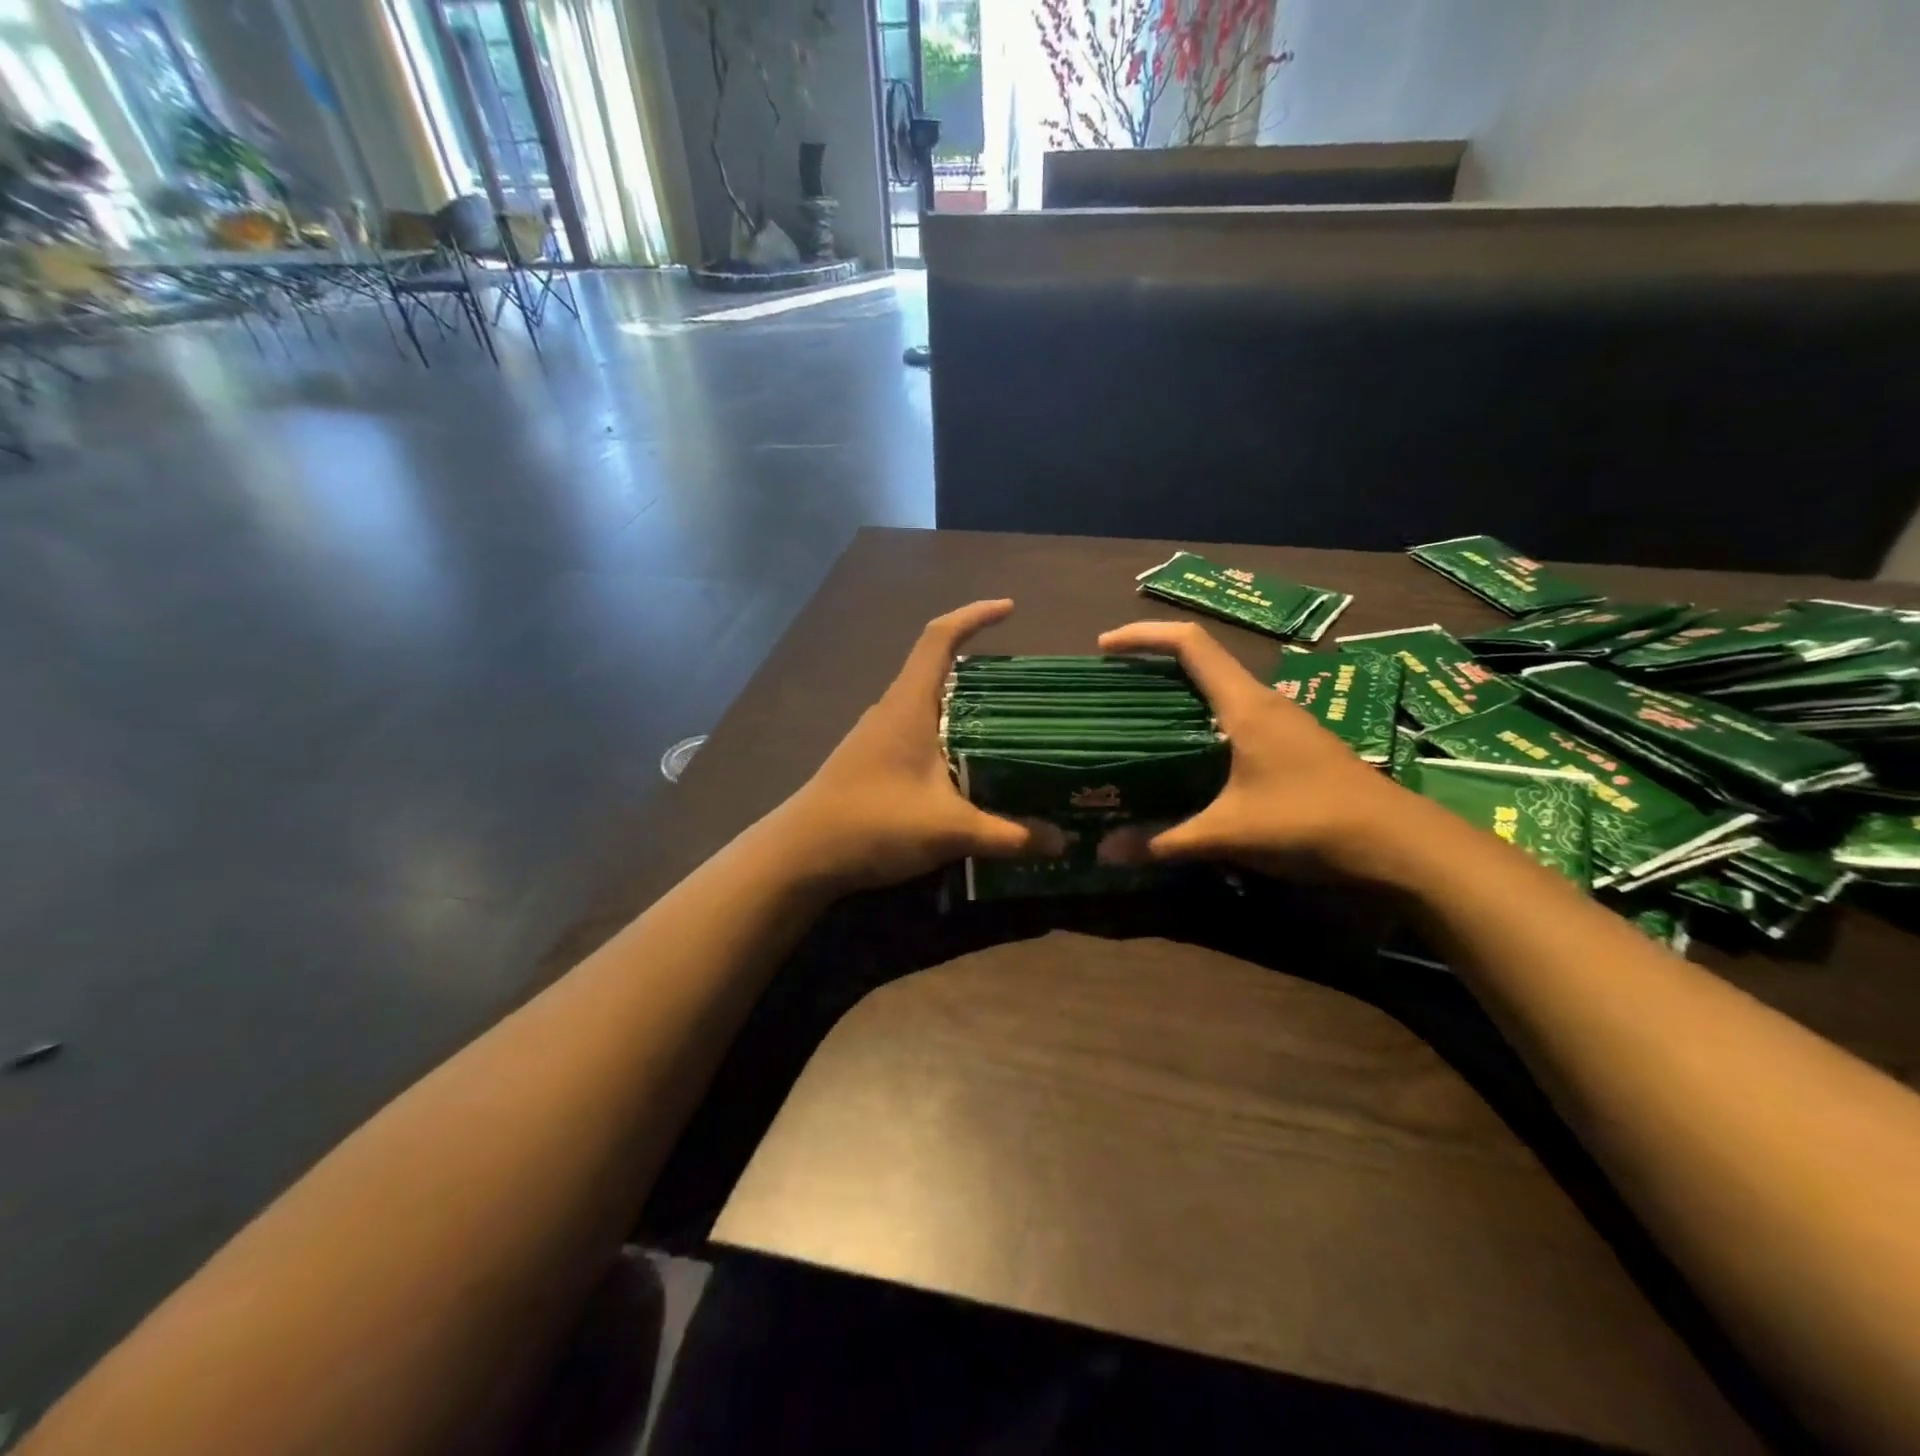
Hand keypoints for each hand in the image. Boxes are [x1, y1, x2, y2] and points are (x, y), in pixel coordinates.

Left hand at [777, 600, 1063, 891]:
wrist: (801, 855)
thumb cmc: (873, 824)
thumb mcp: (949, 829)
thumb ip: (1008, 834)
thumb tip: (1062, 841)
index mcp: (908, 705)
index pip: (939, 638)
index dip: (973, 616)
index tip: (1009, 609)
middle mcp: (891, 710)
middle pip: (937, 669)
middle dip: (980, 669)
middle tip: (1026, 689)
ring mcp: (876, 735)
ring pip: (927, 704)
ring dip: (963, 706)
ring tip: (1007, 726)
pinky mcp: (870, 759)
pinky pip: (917, 731)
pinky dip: (946, 734)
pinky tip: (967, 765)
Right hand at [1096, 620, 1414, 880]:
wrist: (1399, 844)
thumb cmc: (1310, 822)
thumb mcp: (1229, 833)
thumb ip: (1166, 840)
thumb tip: (1104, 852)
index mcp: (1245, 704)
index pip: (1189, 644)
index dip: (1142, 636)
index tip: (1103, 647)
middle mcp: (1263, 702)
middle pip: (1201, 662)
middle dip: (1153, 666)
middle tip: (1111, 691)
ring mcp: (1283, 723)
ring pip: (1220, 692)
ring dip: (1179, 695)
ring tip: (1139, 722)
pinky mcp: (1292, 746)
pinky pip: (1235, 717)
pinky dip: (1202, 722)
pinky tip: (1187, 757)